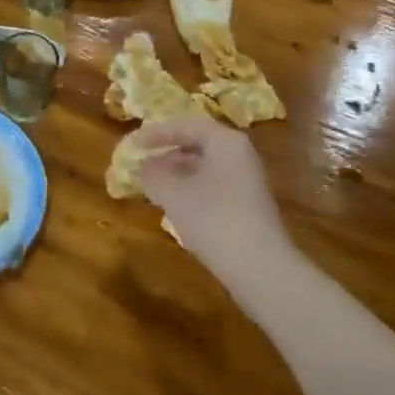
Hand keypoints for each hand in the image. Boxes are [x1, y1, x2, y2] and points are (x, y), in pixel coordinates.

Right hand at [138, 117, 298, 289]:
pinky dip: (192, 191)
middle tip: (143, 164)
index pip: (187, 126)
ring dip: (178, 175)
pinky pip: (214, 188)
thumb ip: (152, 176)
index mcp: (226, 142)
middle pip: (199, 146)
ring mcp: (248, 183)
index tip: (134, 143)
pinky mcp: (249, 208)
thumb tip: (141, 167)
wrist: (260, 268)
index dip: (157, 133)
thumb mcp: (173, 194)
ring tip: (154, 186)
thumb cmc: (213, 218)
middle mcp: (241, 156)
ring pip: (206, 169)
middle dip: (168, 154)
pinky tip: (176, 207)